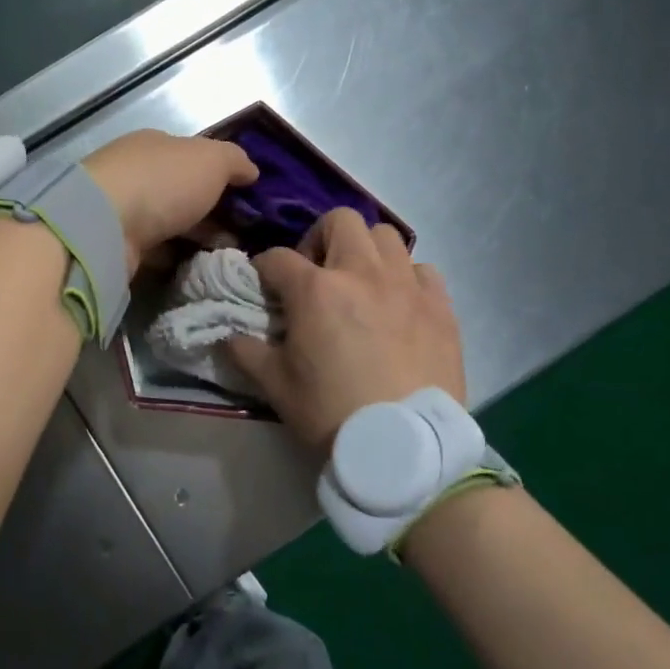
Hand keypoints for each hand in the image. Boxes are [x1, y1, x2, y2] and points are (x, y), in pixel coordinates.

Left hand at [83, 130, 258, 271]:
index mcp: (155, 145)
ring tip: (228, 256)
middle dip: (212, 212)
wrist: (104, 226)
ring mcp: (122, 210)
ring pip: (169, 223)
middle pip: (181, 192)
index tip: (248, 201)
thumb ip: (235, 160)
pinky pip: (156, 250)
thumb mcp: (211, 159)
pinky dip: (175, 258)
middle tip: (244, 235)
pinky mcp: (116, 244)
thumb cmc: (162, 182)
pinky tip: (197, 268)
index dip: (221, 176)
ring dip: (195, 237)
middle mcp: (136, 173)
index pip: (193, 157)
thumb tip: (251, 170)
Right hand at [226, 209, 465, 452]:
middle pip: (339, 221)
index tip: (264, 285)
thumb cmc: (331, 413)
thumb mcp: (277, 386)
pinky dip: (407, 277)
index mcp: (316, 290)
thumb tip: (229, 336)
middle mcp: (362, 273)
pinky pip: (423, 270)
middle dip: (319, 238)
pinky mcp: (440, 306)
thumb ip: (247, 352)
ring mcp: (406, 286)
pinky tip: (399, 302)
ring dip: (366, 250)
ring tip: (360, 282)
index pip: (277, 257)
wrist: (402, 448)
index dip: (264, 267)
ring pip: (385, 235)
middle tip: (316, 272)